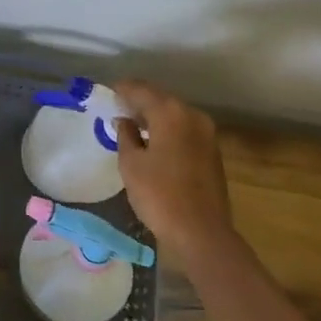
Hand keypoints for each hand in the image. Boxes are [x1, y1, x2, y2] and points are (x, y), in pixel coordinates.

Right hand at [112, 80, 234, 257]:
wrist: (201, 232)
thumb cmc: (159, 195)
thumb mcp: (131, 164)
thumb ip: (125, 135)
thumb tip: (124, 121)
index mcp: (170, 113)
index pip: (141, 90)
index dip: (123, 89)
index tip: (109, 91)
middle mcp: (192, 115)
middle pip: (161, 99)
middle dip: (140, 100)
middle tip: (118, 106)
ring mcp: (206, 133)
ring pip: (175, 114)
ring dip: (155, 115)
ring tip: (133, 123)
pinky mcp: (212, 151)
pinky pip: (184, 128)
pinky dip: (168, 128)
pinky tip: (153, 139)